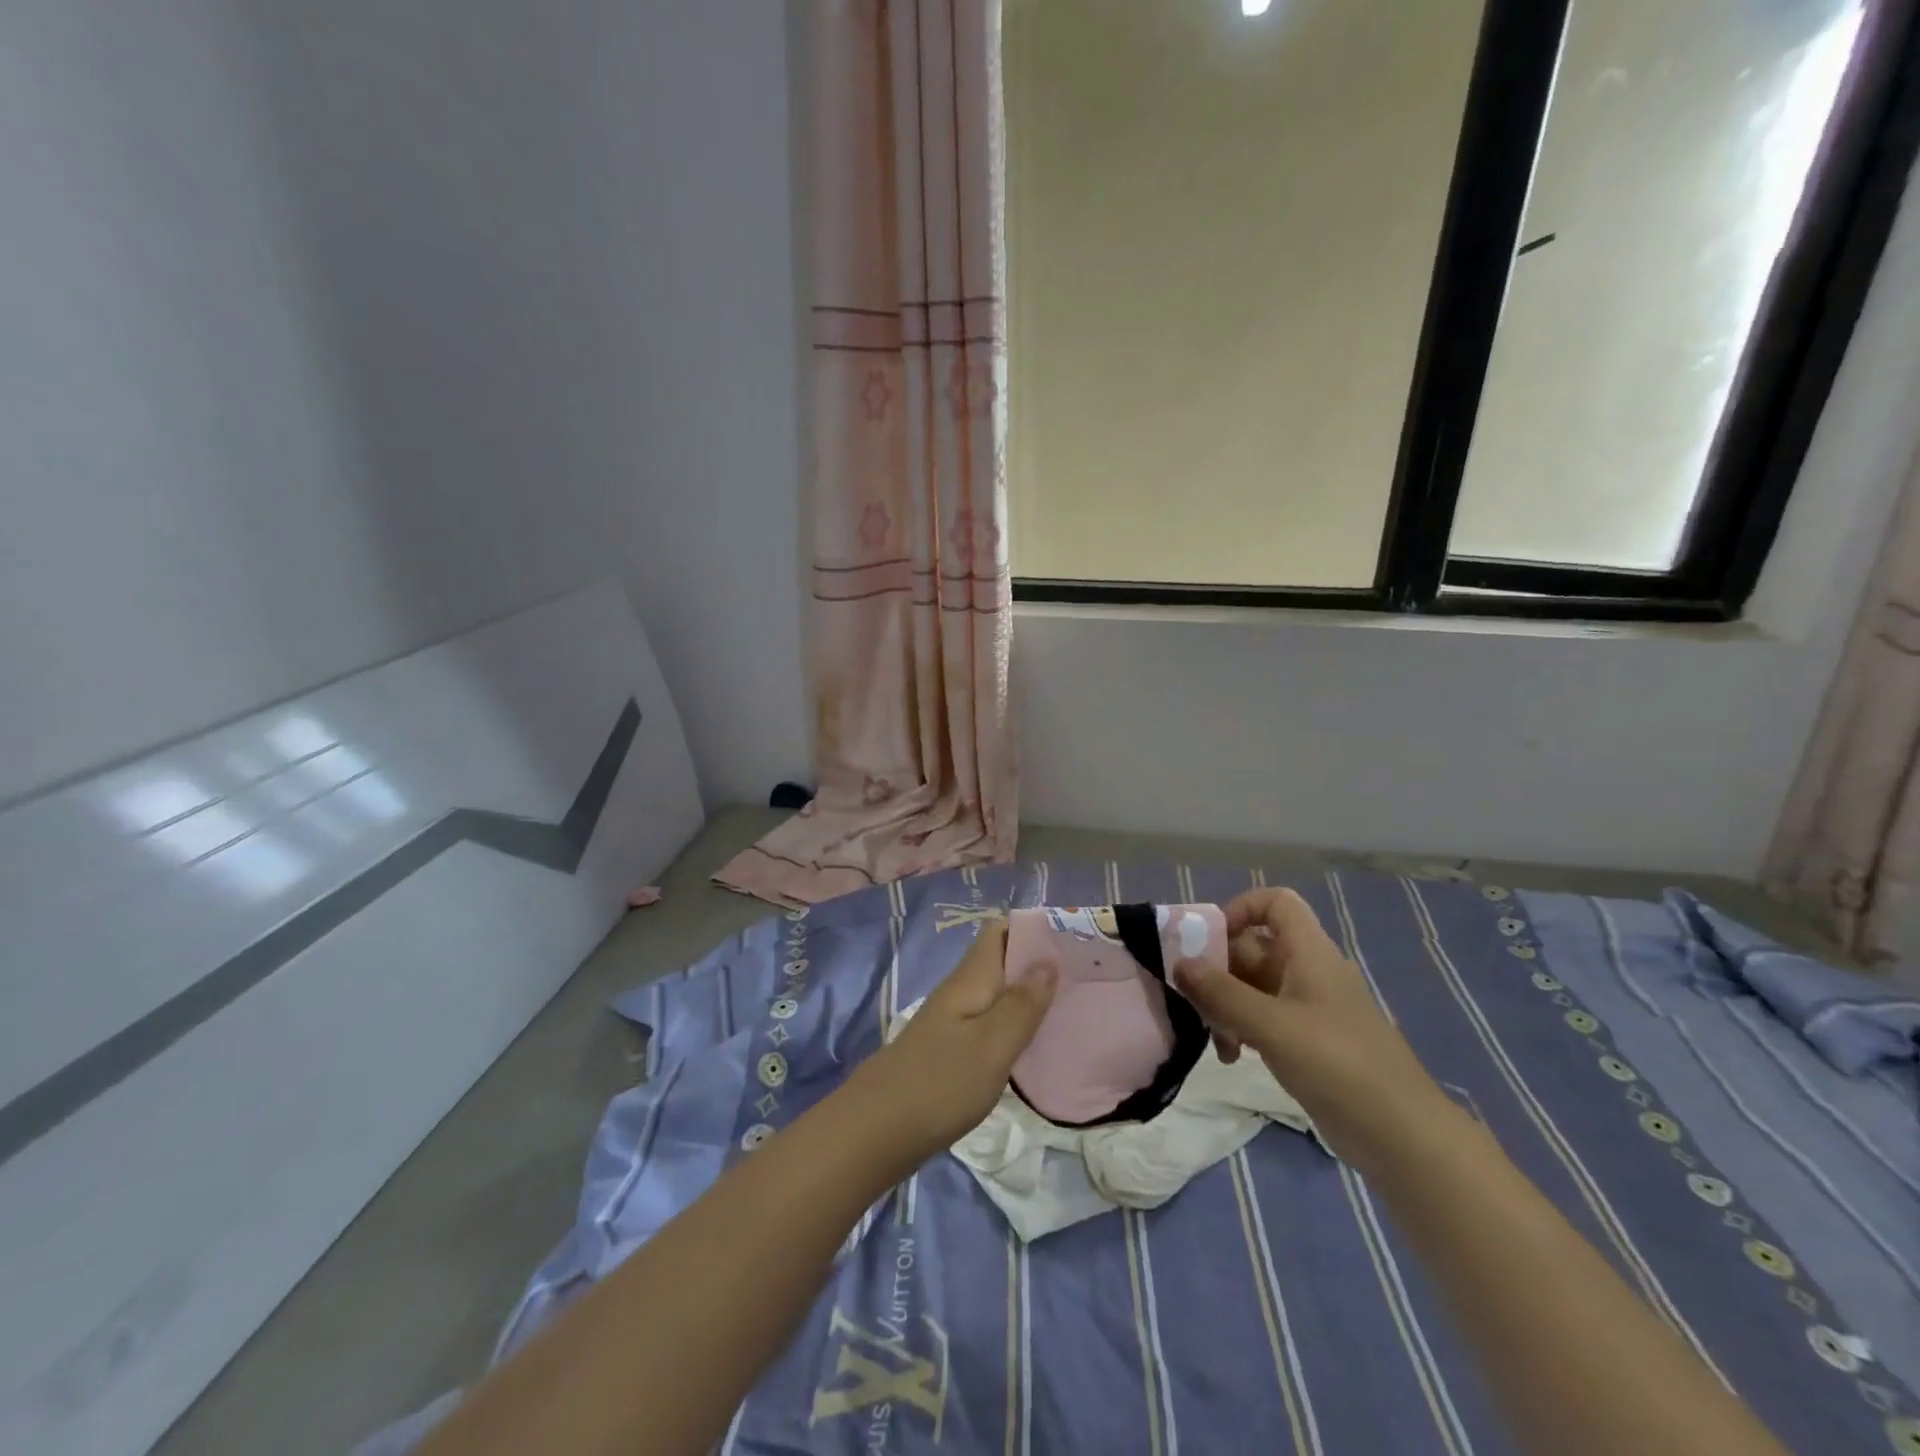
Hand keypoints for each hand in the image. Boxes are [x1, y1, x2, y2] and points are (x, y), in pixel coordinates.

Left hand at [850, 922, 1055, 1160]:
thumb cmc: (940, 1083)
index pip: (1000, 932)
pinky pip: (991, 1022)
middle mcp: (962, 991)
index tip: (1073, 940)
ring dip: (1030, 995)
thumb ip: (1022, 1004)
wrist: (878, 1131)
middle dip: (1039, 963)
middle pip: (1002, 961)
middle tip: (1085, 977)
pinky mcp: (952, 1050)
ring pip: (998, 993)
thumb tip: (1048, 960)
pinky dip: (1016, 1024)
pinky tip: (1038, 1043)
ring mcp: (954, 1021)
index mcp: (970, 979)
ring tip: (1072, 1007)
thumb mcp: (991, 1045)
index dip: (1034, 929)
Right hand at [1172, 887, 1451, 1165]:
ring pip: (1252, 986)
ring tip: (1213, 1037)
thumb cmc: (1337, 1063)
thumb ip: (1221, 992)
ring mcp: (1307, 1007)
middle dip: (1218, 970)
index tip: (1207, 941)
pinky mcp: (1306, 1041)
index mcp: (1308, 952)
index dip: (1240, 909)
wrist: (1401, 1135)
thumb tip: (1179, 963)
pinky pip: (1262, 1018)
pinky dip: (1241, 1029)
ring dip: (1225, 1005)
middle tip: (1191, 998)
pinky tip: (1231, 1057)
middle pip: (1252, 947)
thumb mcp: (1271, 1024)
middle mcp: (1307, 970)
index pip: (1275, 902)